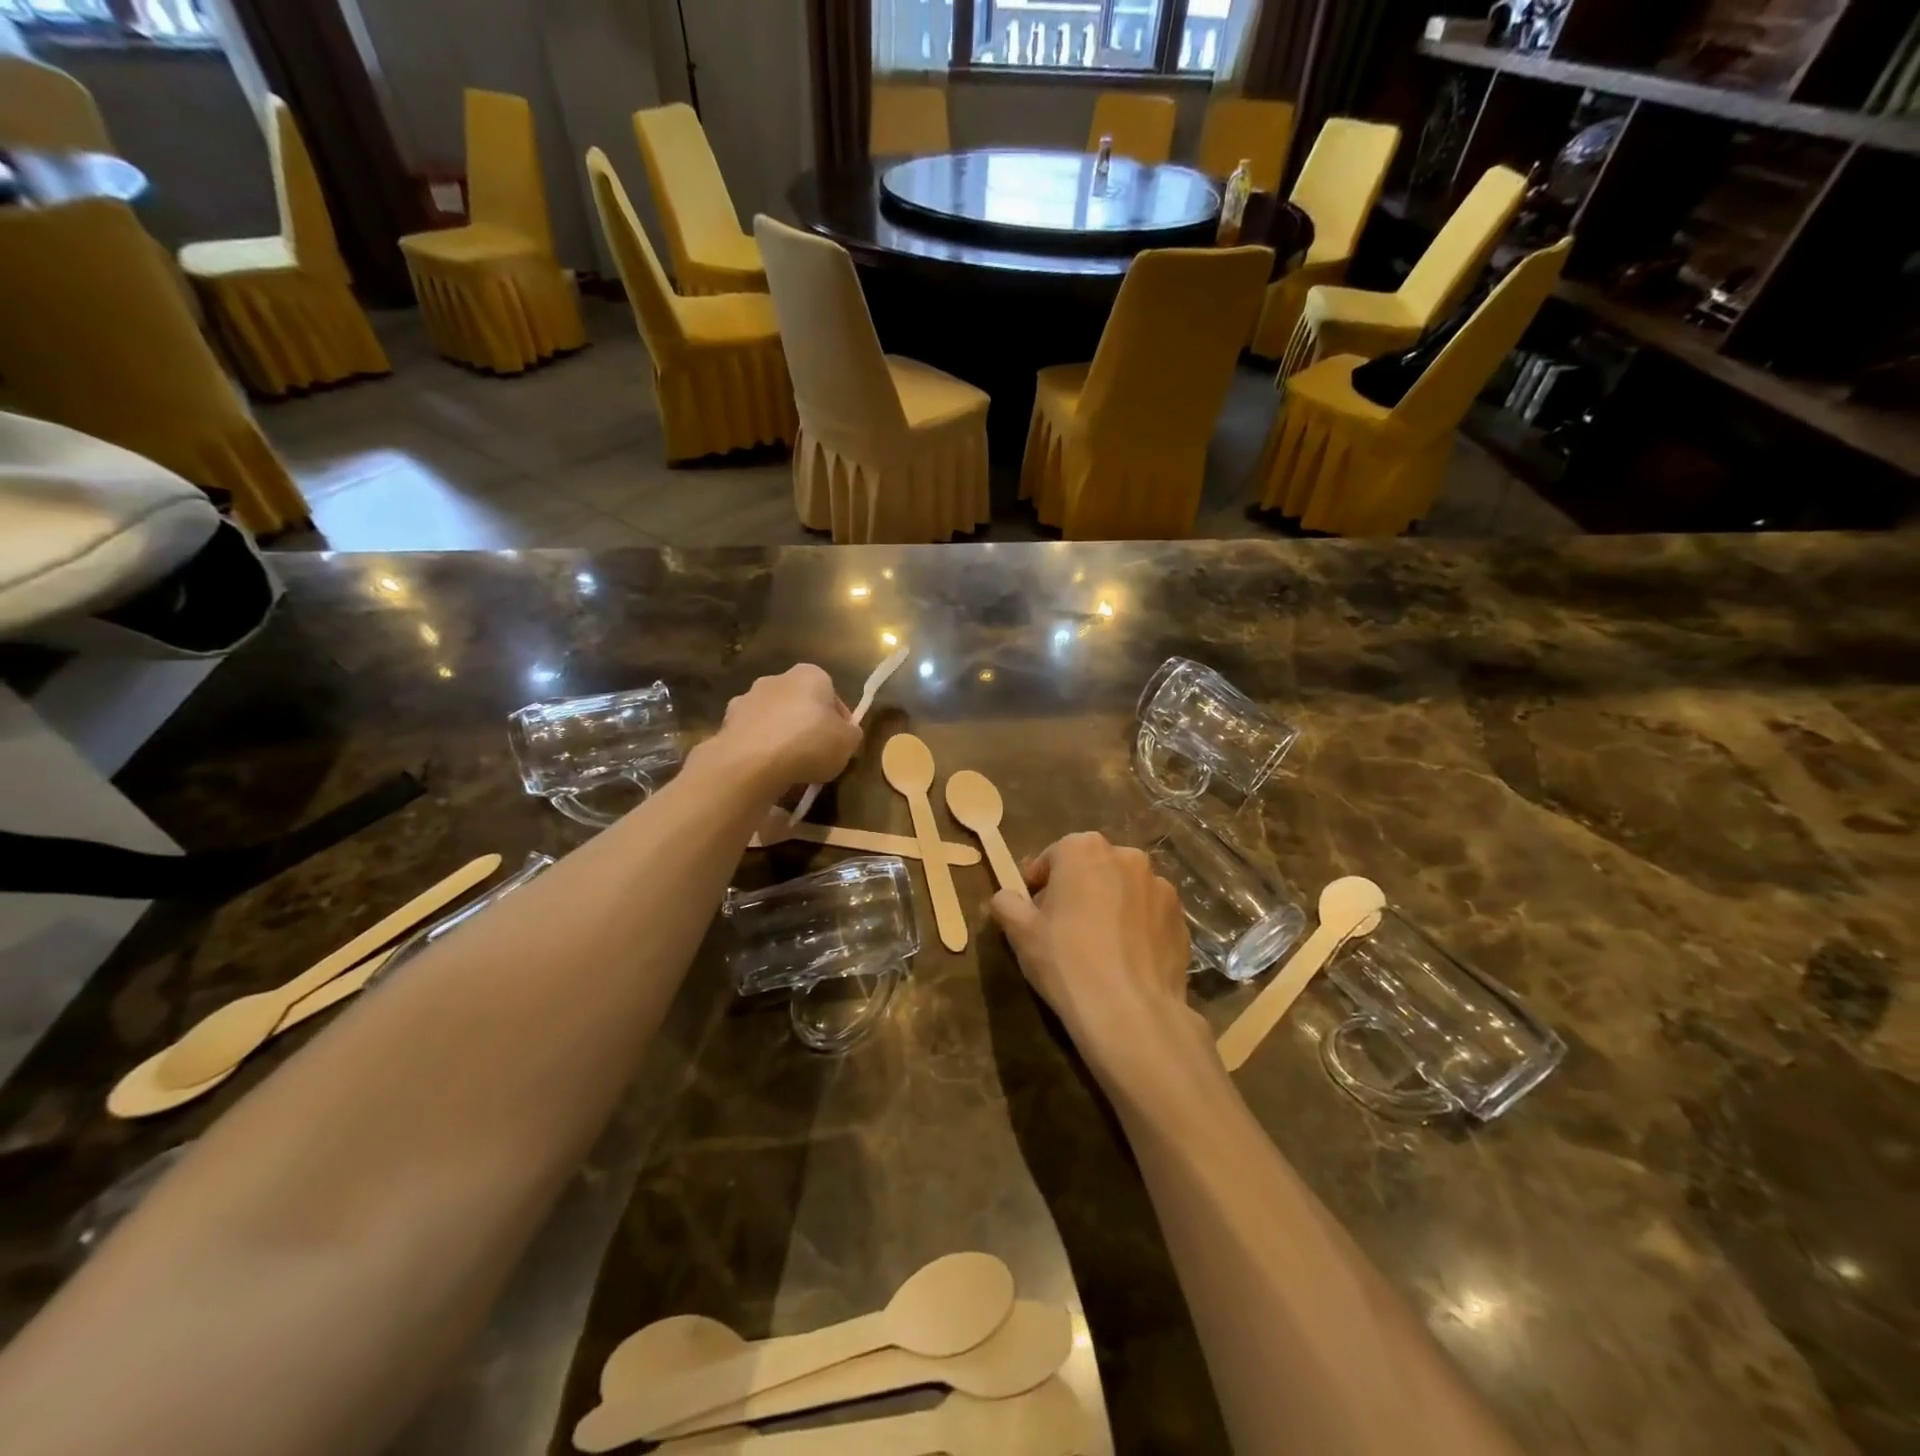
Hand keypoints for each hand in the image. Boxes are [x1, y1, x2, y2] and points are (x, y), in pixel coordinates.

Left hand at [710, 665, 861, 791]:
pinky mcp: (726, 723)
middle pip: (799, 704)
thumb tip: (846, 733)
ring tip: (789, 767)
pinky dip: (759, 750)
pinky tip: (766, 771)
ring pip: (772, 719)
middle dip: (807, 725)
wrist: (752, 762)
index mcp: (810, 675)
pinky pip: (751, 737)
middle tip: (816, 755)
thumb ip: (851, 734)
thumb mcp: (848, 743)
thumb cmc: (809, 743)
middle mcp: (776, 679)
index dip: (840, 721)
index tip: (841, 743)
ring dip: (780, 736)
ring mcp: (746, 700)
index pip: (832, 695)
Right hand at [989, 832, 1211, 1092]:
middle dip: (1076, 890)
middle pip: (1091, 868)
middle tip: (1061, 929)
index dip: (1038, 883)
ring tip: (1098, 948)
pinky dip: (1136, 928)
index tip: (1031, 911)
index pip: (1053, 856)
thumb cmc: (1067, 961)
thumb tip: (1005, 898)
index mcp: (1084, 849)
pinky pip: (1149, 915)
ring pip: (1123, 890)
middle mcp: (1127, 856)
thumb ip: (1006, 904)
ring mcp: (1160, 887)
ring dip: (1109, 906)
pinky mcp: (1182, 919)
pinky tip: (1124, 961)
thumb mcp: (1021, 933)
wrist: (1131, 1013)